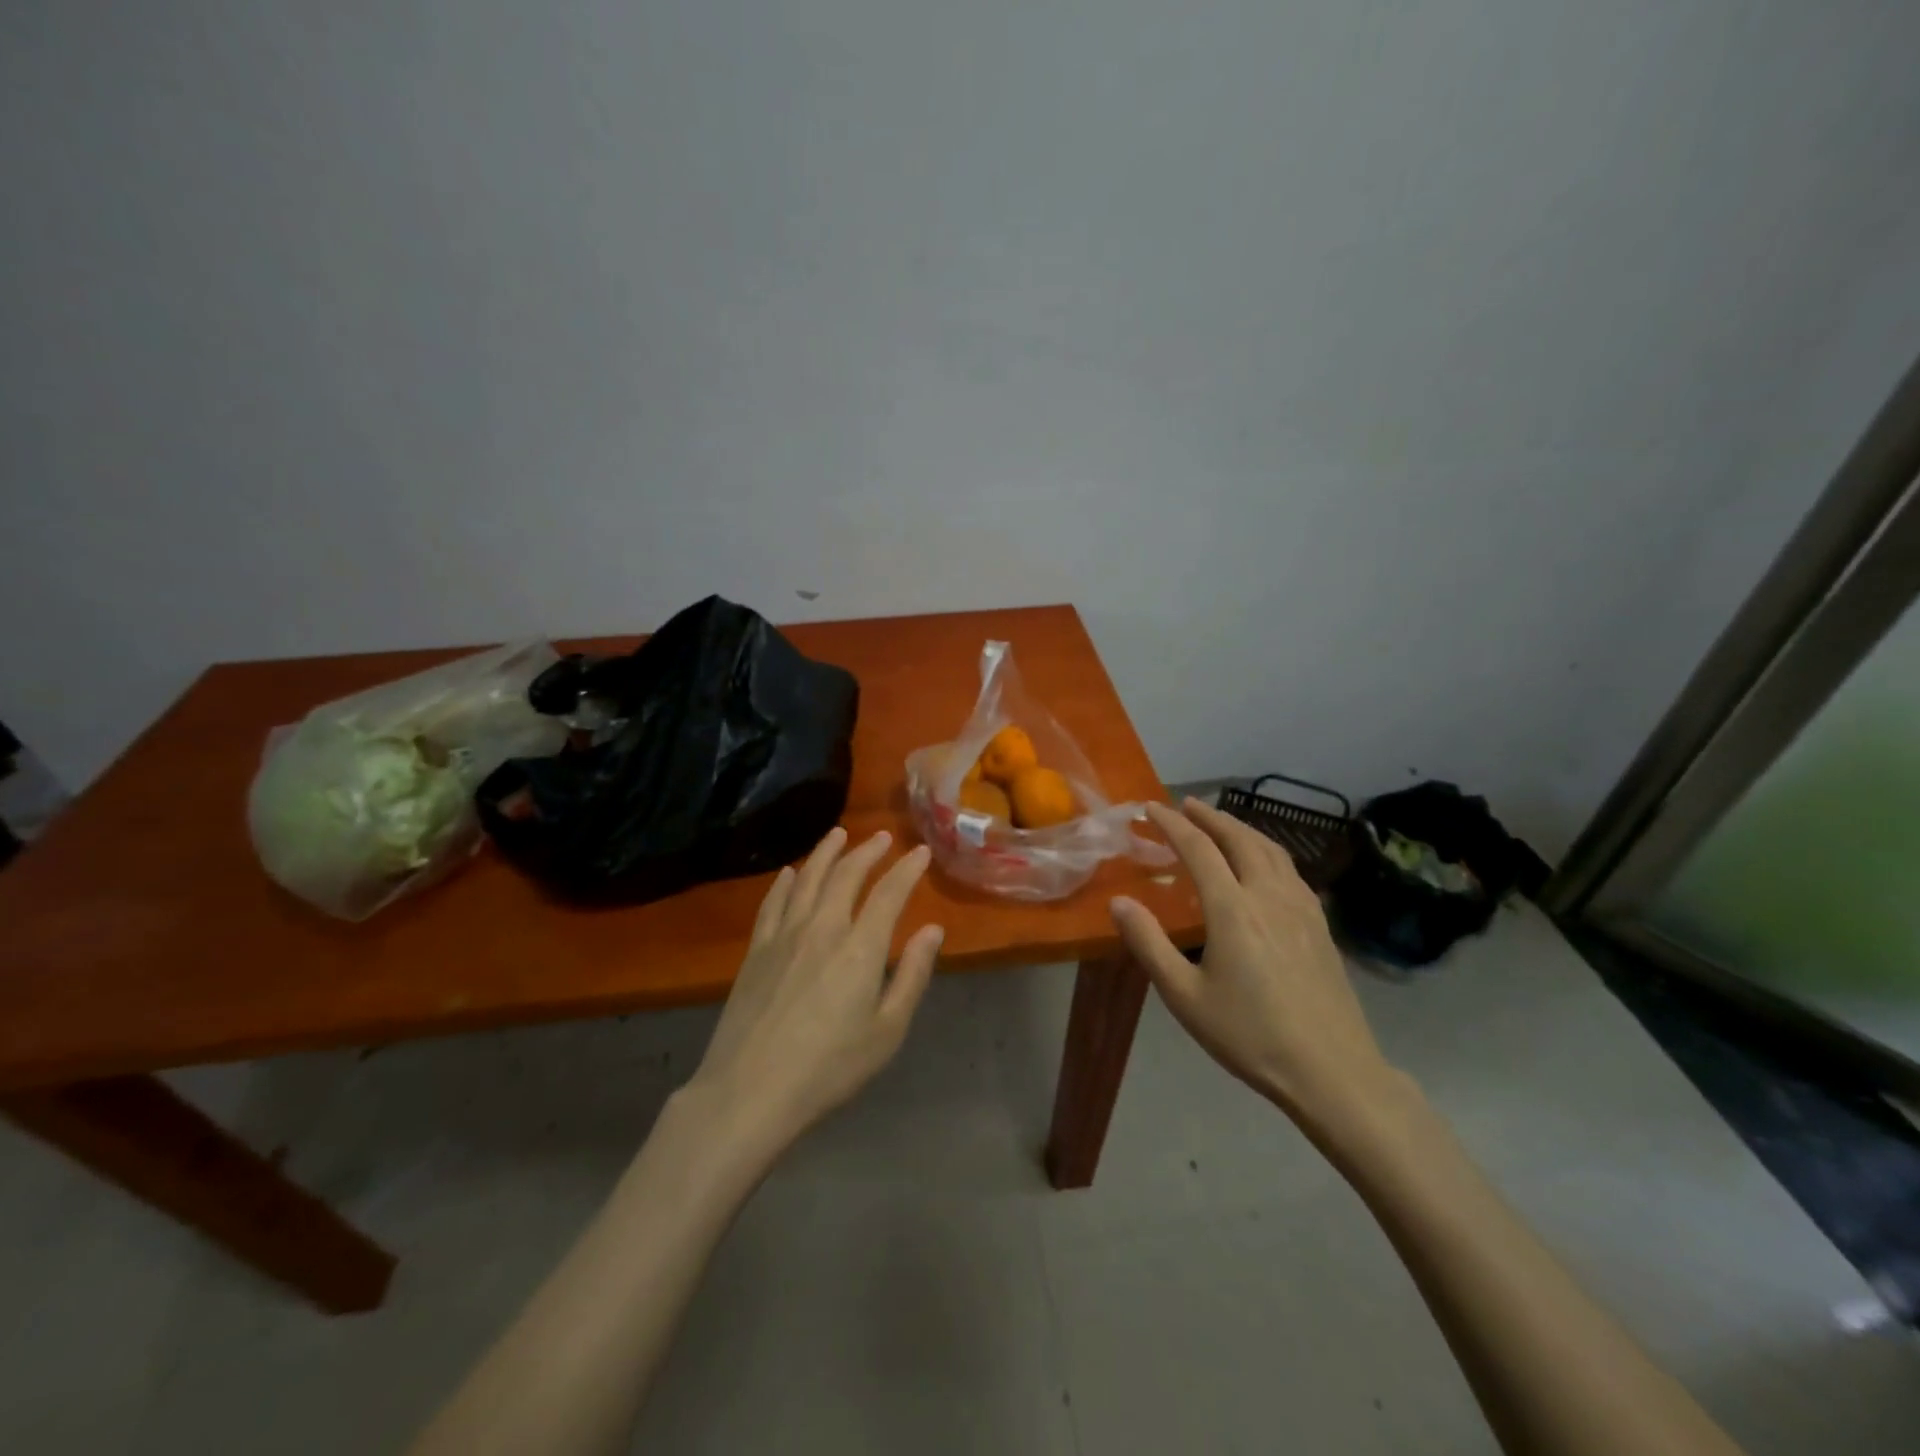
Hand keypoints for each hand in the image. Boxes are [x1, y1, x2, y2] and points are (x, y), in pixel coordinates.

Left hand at [688, 828, 944, 1152]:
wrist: (750, 1092)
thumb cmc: (829, 1068)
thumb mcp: (887, 1031)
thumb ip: (912, 976)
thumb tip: (932, 930)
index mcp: (860, 948)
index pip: (889, 894)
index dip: (907, 869)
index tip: (920, 852)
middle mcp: (822, 928)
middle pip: (846, 875)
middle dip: (868, 851)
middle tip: (883, 837)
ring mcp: (784, 935)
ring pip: (807, 878)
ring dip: (826, 852)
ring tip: (839, 834)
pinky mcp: (756, 949)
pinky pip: (773, 901)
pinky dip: (785, 881)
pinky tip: (789, 872)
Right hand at [1110, 798, 1400, 1138]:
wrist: (1332, 1071)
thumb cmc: (1249, 1035)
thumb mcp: (1185, 996)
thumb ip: (1149, 944)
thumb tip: (1119, 902)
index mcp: (1232, 909)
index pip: (1198, 848)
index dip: (1172, 824)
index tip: (1151, 808)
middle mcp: (1268, 895)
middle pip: (1239, 838)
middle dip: (1210, 816)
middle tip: (1186, 805)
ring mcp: (1301, 908)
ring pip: (1270, 849)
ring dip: (1241, 828)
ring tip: (1221, 824)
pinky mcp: (1320, 924)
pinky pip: (1290, 869)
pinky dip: (1267, 850)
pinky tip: (1264, 864)